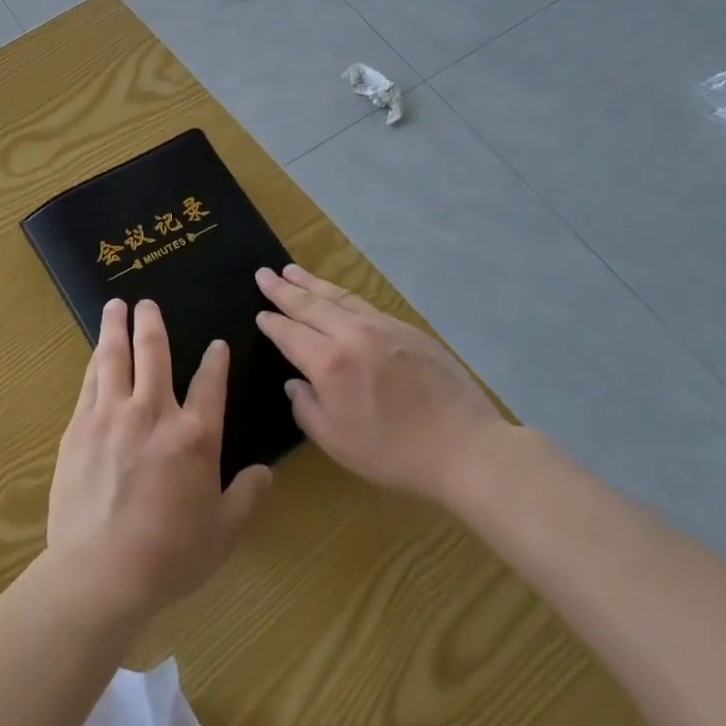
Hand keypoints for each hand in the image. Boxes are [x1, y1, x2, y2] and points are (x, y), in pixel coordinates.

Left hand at [48, 299, 272, 620]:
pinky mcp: (80, 427)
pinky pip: (89, 382)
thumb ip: (248, 497)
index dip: (216, 361)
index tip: (216, 344)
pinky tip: (95, 352)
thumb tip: (264, 472)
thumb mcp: (224, 532)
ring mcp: (112, 415)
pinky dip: (95, 361)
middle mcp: (154, 412)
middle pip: (154, 353)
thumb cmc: (170, 554)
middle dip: (152, 323)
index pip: (210, 383)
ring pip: (115, 357)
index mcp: (195, 435)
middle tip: (147, 302)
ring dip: (116, 327)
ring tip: (115, 305)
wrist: (102, 570)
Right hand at [255, 264, 503, 504]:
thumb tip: (295, 383)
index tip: (259, 313)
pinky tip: (337, 295)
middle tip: (263, 273)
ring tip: (292, 270)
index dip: (272, 323)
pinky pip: (364, 304)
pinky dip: (342, 295)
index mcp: (330, 363)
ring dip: (312, 283)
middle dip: (284, 289)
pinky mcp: (408, 330)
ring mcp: (383, 327)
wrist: (466, 448)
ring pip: (339, 297)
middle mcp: (352, 335)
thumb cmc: (395, 454)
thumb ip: (307, 409)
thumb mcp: (337, 443)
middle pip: (311, 305)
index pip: (290, 334)